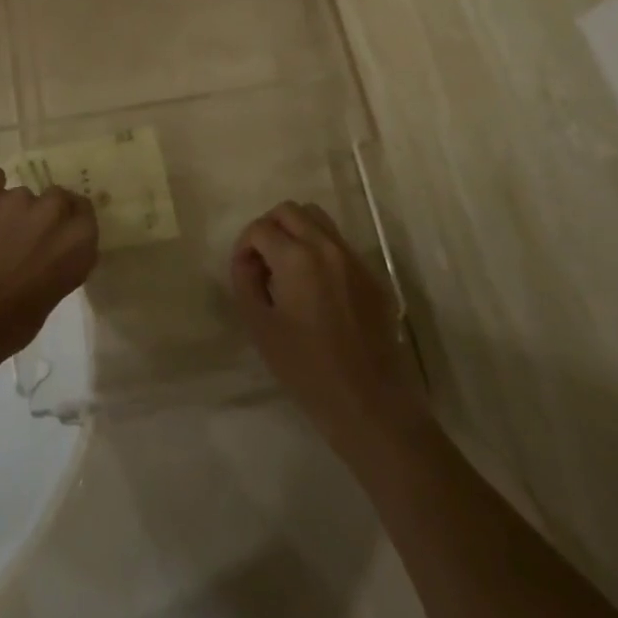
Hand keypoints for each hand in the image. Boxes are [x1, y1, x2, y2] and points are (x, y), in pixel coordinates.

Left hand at [0, 168, 98, 370]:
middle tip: (27, 235)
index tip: (58, 232)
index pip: (84, 212)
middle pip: (57, 197)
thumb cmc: (14, 323)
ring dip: (14, 210)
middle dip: (45, 213)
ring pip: (22, 194)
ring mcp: (19, 197)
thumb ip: (63, 259)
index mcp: (79, 239)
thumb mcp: (56, 292)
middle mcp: (54, 211)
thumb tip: (54, 248)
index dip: (70, 220)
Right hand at [231, 202, 425, 461]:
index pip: (260, 228)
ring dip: (296, 231)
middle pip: (290, 210)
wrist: (373, 407)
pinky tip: (316, 288)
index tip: (244, 273)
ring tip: (288, 269)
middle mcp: (327, 246)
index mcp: (297, 257)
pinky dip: (320, 249)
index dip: (244, 246)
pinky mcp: (372, 276)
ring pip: (318, 219)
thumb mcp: (260, 328)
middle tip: (262, 263)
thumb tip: (247, 260)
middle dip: (269, 228)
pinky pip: (339, 244)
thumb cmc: (308, 371)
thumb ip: (245, 282)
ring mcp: (354, 259)